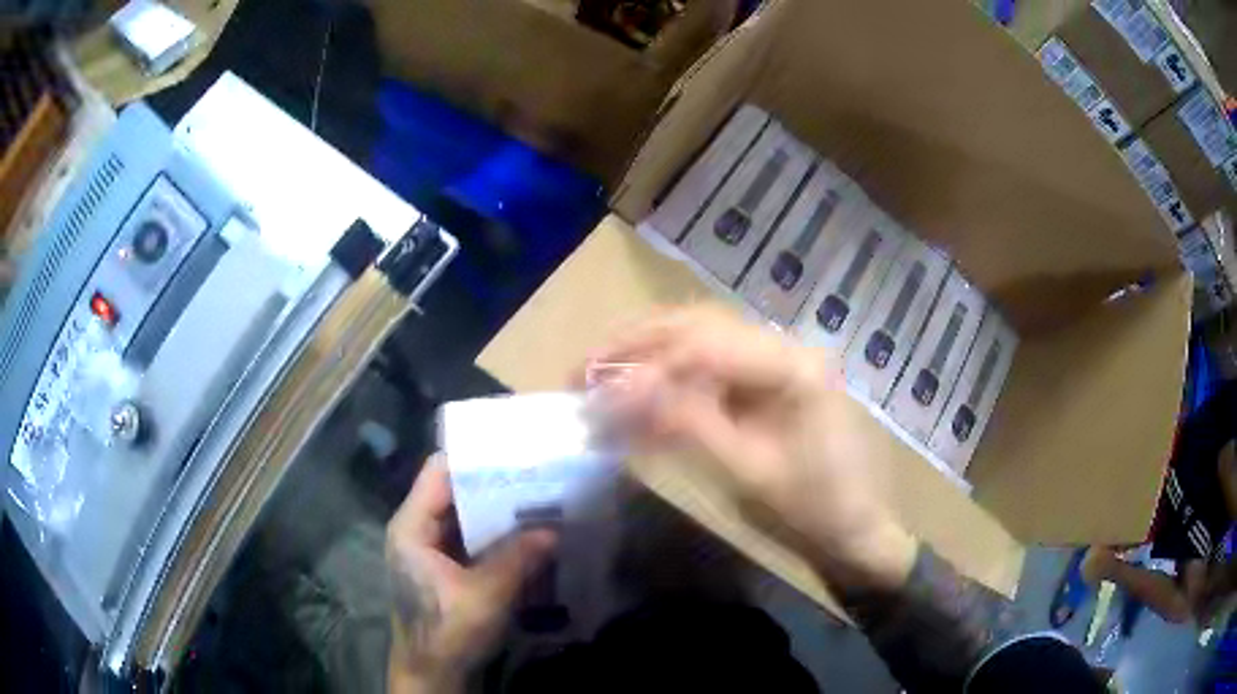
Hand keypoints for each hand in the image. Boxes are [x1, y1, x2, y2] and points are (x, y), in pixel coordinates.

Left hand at [386, 455, 555, 692]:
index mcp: (411, 527)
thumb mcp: (485, 596)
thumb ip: (517, 559)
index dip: (475, 459)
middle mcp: (419, 531)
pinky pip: (475, 542)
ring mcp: (433, 552)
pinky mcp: (449, 570)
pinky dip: (500, 537)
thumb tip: (554, 530)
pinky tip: (532, 536)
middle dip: (497, 486)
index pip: (439, 472)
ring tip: (543, 500)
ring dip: (502, 513)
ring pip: (469, 518)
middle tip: (541, 476)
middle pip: (456, 493)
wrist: (434, 674)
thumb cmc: (447, 633)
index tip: (517, 451)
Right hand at [585, 306, 915, 590]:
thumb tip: (620, 393)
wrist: (853, 528)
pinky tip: (637, 397)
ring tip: (598, 374)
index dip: (644, 365)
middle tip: (582, 370)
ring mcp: (775, 360)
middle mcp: (784, 346)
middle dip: (635, 345)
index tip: (592, 390)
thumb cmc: (812, 508)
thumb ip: (686, 426)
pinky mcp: (764, 381)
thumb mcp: (748, 473)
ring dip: (646, 354)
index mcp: (793, 366)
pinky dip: (667, 380)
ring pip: (699, 339)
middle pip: (698, 326)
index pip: (705, 345)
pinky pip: (708, 368)